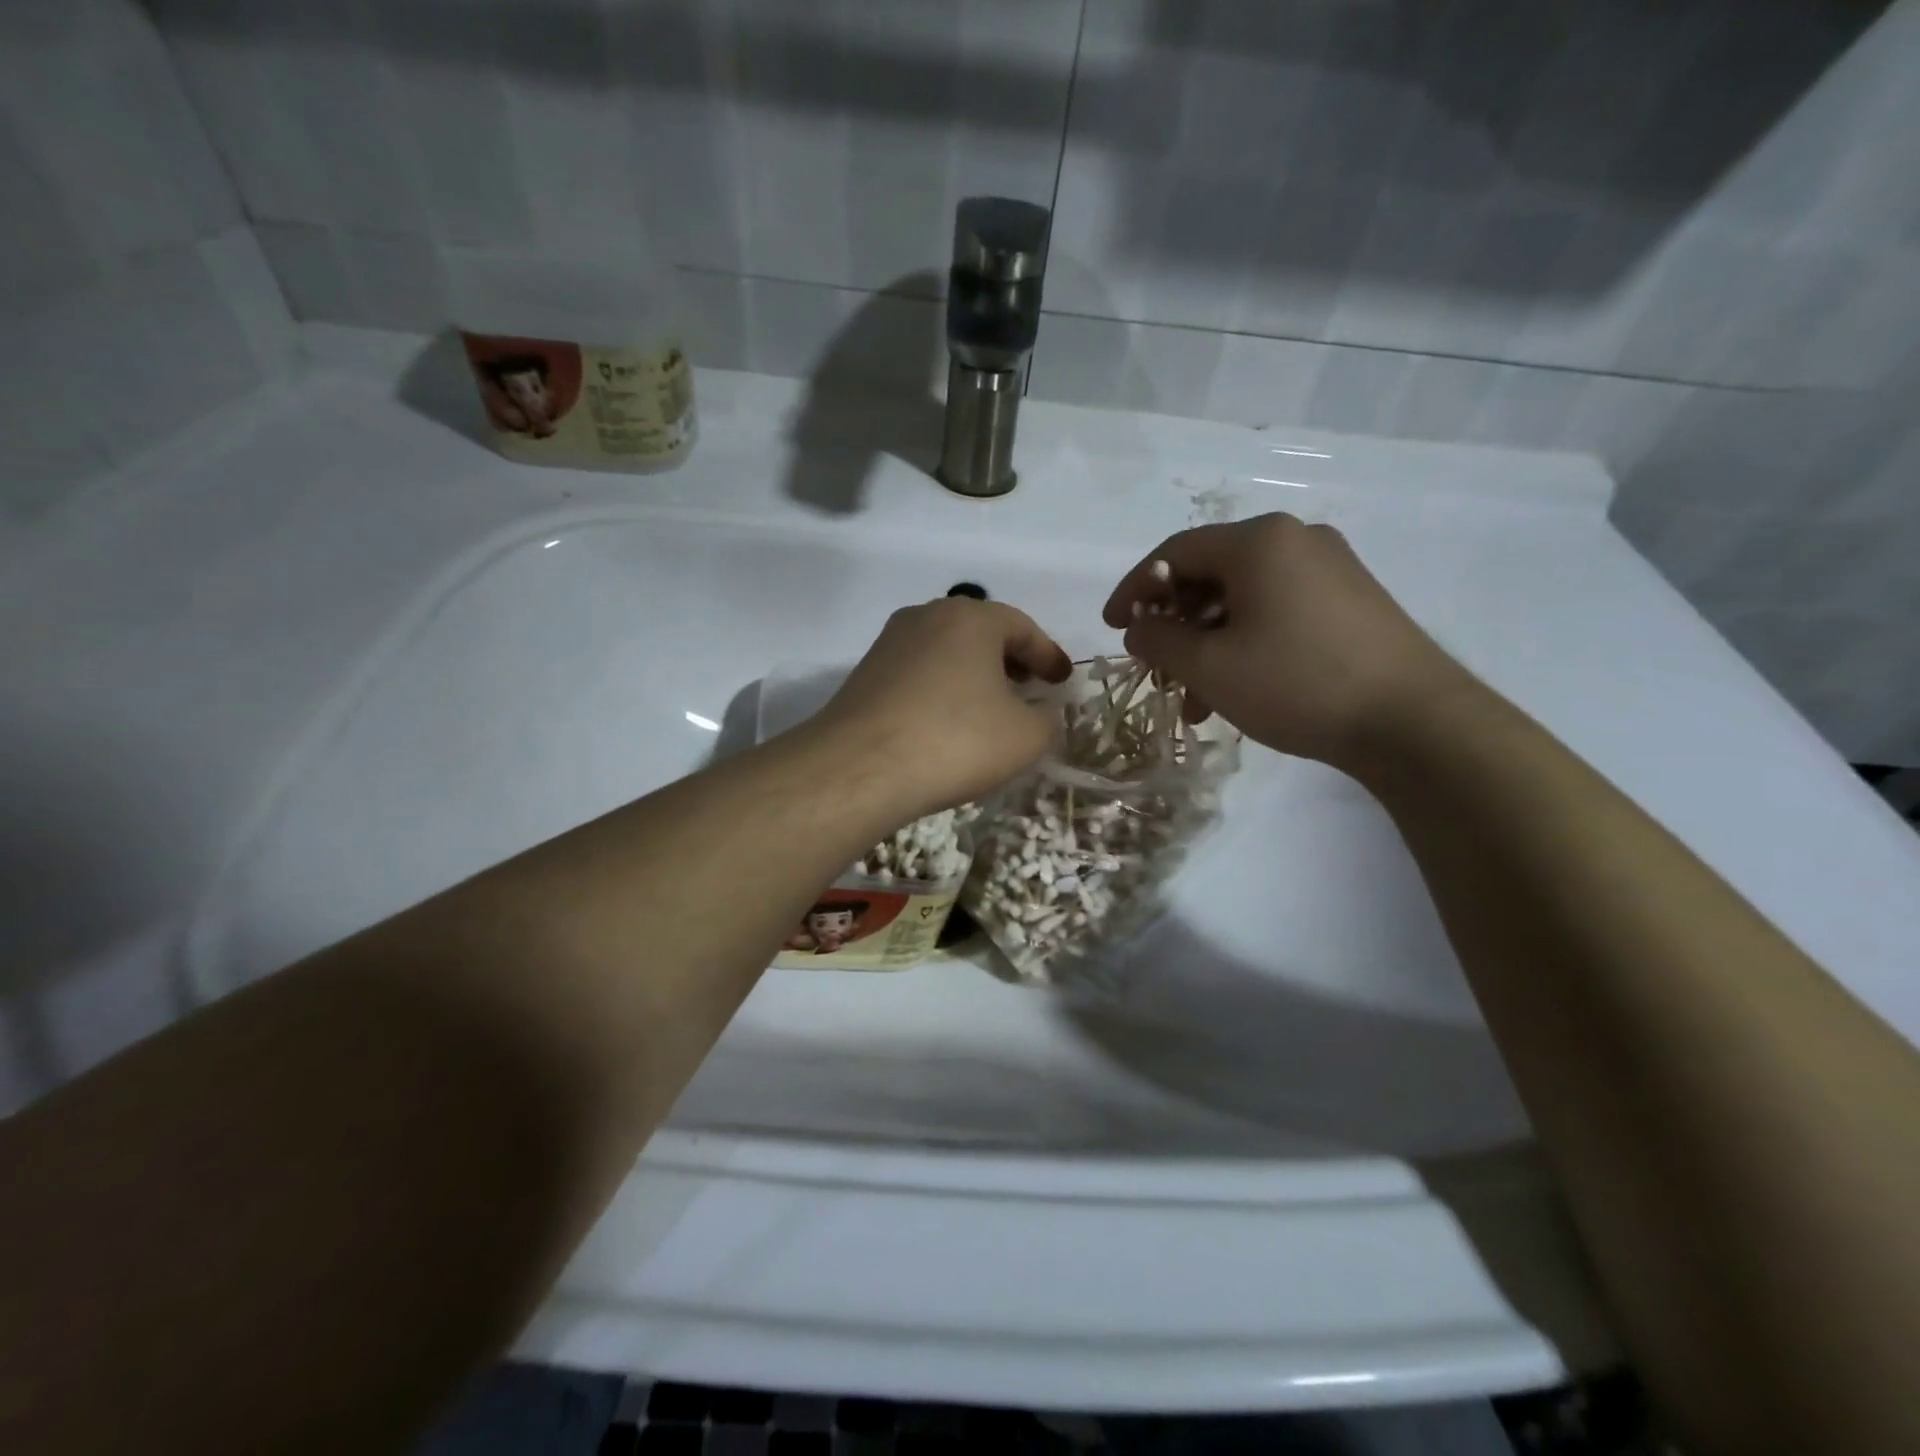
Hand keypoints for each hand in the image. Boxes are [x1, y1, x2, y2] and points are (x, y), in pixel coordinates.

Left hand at [814, 597, 1071, 817]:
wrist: (860, 767)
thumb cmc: (955, 740)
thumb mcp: (1025, 737)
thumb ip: (1046, 719)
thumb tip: (1038, 713)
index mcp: (971, 618)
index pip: (1023, 628)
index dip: (1048, 655)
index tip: (1063, 680)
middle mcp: (927, 617)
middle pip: (981, 633)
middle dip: (1011, 660)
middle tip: (1030, 688)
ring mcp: (890, 643)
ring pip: (947, 652)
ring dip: (974, 674)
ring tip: (990, 707)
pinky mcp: (865, 674)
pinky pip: (919, 673)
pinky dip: (943, 689)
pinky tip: (948, 721)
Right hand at [1103, 514, 1470, 766]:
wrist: (1412, 721)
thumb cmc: (1297, 683)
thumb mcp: (1210, 667)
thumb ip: (1159, 641)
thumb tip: (1138, 628)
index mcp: (1258, 541)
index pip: (1174, 552)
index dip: (1134, 589)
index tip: (1112, 627)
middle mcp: (1295, 540)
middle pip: (1210, 574)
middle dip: (1173, 624)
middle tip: (1155, 667)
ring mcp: (1329, 568)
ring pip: (1242, 599)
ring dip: (1207, 643)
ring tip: (1193, 698)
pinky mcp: (1350, 600)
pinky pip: (1276, 610)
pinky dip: (1244, 643)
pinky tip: (1235, 689)